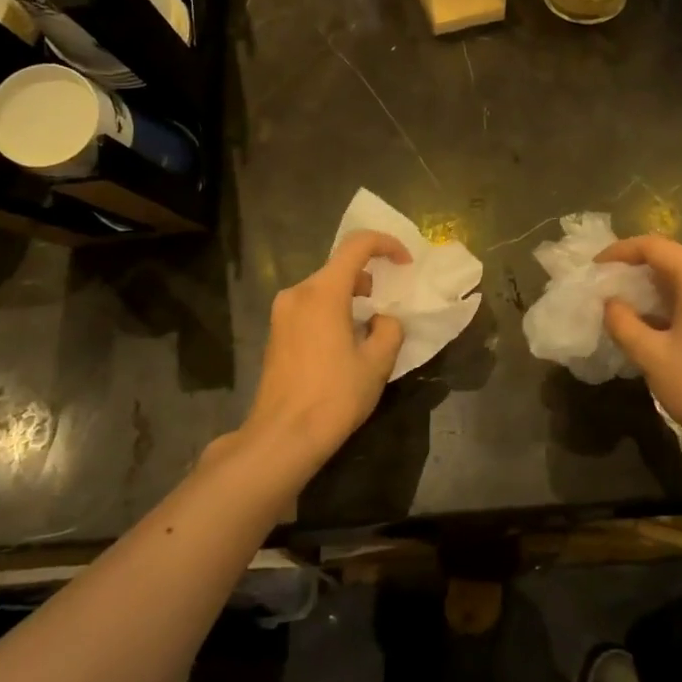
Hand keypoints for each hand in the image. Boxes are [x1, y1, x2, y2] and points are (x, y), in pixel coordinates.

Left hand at [242, 230, 409, 476]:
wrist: (283, 437)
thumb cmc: (334, 396)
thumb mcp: (377, 362)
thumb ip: (389, 329)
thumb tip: (382, 320)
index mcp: (323, 292)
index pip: (357, 245)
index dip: (386, 245)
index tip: (405, 263)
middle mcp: (298, 293)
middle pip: (339, 268)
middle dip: (370, 277)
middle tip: (391, 303)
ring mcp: (282, 313)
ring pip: (324, 289)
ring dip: (351, 297)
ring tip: (370, 328)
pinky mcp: (276, 333)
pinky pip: (310, 307)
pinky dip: (333, 312)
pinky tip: (345, 344)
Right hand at [598, 235, 681, 458]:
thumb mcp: (652, 356)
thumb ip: (623, 323)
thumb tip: (611, 304)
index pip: (656, 247)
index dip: (621, 251)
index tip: (596, 268)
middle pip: (675, 258)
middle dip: (638, 268)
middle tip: (608, 285)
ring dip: (658, 286)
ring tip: (627, 304)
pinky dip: (678, 300)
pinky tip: (658, 322)